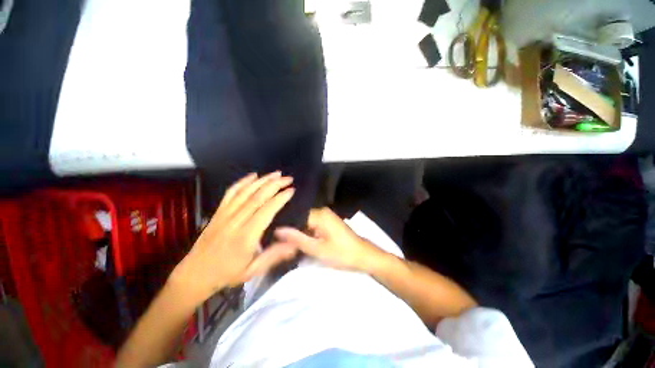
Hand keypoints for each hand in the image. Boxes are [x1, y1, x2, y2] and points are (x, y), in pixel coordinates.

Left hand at [170, 172, 297, 304]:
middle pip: (258, 197)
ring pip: (246, 192)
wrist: (194, 275)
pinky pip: (230, 193)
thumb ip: (274, 255)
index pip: (267, 210)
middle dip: (275, 184)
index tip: (292, 190)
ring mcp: (225, 215)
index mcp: (246, 236)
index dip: (280, 198)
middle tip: (288, 178)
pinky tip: (253, 176)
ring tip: (276, 173)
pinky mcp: (218, 212)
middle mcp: (236, 222)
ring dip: (262, 180)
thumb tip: (295, 243)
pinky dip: (242, 182)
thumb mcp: (253, 270)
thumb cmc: (227, 274)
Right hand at [273, 207, 386, 271]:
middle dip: (290, 229)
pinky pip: (311, 224)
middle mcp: (321, 211)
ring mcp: (325, 216)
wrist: (362, 256)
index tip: (271, 233)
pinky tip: (297, 240)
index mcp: (319, 214)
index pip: (295, 214)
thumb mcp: (317, 249)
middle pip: (300, 217)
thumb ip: (297, 239)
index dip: (284, 223)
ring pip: (305, 221)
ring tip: (283, 241)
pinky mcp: (328, 222)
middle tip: (276, 240)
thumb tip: (278, 230)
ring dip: (297, 231)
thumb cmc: (341, 253)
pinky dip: (305, 232)